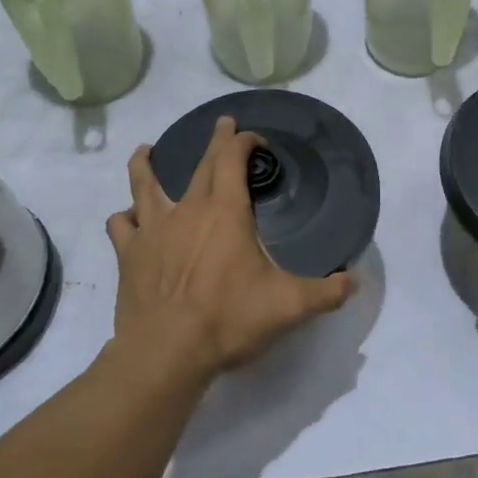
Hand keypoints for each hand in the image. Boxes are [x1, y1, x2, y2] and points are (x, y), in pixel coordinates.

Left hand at [106, 117, 354, 381]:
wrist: (167, 351)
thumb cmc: (229, 319)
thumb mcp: (289, 306)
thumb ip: (326, 292)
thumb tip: (355, 281)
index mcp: (225, 212)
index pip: (232, 159)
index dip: (243, 142)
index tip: (254, 139)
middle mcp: (188, 210)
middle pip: (200, 165)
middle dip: (214, 143)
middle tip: (222, 126)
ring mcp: (153, 229)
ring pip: (144, 184)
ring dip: (146, 164)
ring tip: (145, 151)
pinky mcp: (129, 254)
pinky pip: (122, 225)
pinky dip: (126, 217)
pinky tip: (128, 220)